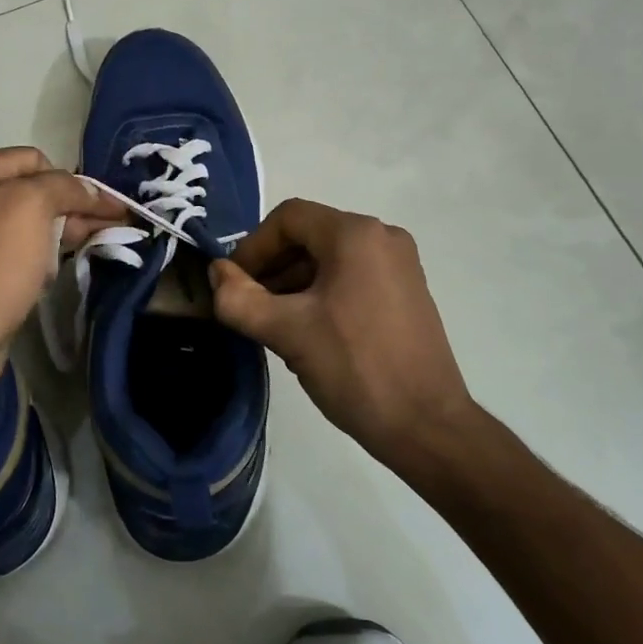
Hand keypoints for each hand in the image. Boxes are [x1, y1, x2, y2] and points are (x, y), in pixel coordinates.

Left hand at [0, 148, 125, 392]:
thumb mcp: (33, 205)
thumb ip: (64, 187)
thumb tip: (90, 190)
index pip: (37, 160)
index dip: (72, 180)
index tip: (103, 206)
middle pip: (35, 193)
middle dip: (75, 208)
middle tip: (113, 226)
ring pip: (30, 226)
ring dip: (62, 234)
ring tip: (97, 245)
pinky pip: (19, 253)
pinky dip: (41, 258)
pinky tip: (57, 269)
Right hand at [209, 198, 476, 465]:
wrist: (426, 425)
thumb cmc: (354, 368)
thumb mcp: (286, 332)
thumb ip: (239, 298)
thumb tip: (216, 274)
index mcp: (355, 234)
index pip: (288, 218)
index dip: (252, 247)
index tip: (234, 286)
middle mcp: (383, 237)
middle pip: (310, 236)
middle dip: (272, 268)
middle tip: (250, 308)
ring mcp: (400, 264)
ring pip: (330, 258)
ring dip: (294, 283)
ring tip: (275, 326)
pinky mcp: (408, 291)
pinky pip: (353, 276)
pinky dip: (322, 293)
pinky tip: (309, 333)